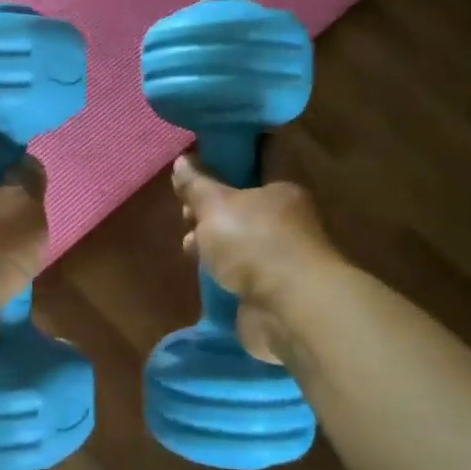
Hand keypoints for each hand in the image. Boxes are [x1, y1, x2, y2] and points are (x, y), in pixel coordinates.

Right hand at [172, 152, 335, 362]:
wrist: (289, 309)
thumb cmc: (255, 243)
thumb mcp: (215, 205)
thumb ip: (196, 184)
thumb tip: (182, 160)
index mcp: (281, 192)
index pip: (250, 172)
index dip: (219, 172)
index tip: (191, 179)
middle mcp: (285, 222)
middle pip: (240, 209)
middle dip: (209, 213)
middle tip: (186, 217)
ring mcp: (280, 259)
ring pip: (238, 243)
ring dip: (212, 246)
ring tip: (188, 248)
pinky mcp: (272, 290)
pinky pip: (240, 273)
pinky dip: (221, 273)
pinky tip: (203, 273)